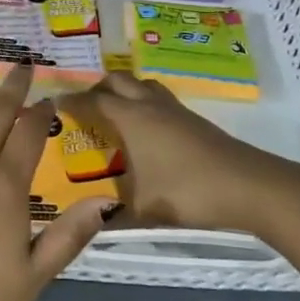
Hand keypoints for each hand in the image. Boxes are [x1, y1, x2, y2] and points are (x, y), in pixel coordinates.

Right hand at [60, 72, 283, 232]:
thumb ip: (111, 215)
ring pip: (140, 84)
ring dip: (123, 91)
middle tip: (83, 111)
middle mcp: (148, 105)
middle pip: (116, 80)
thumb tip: (88, 220)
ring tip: (113, 114)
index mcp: (130, 119)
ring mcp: (173, 108)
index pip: (92, 101)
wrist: (246, 185)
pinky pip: (157, 97)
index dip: (70, 103)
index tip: (53, 107)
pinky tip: (145, 130)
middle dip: (96, 89)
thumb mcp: (143, 210)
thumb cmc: (187, 192)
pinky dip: (142, 102)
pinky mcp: (191, 118)